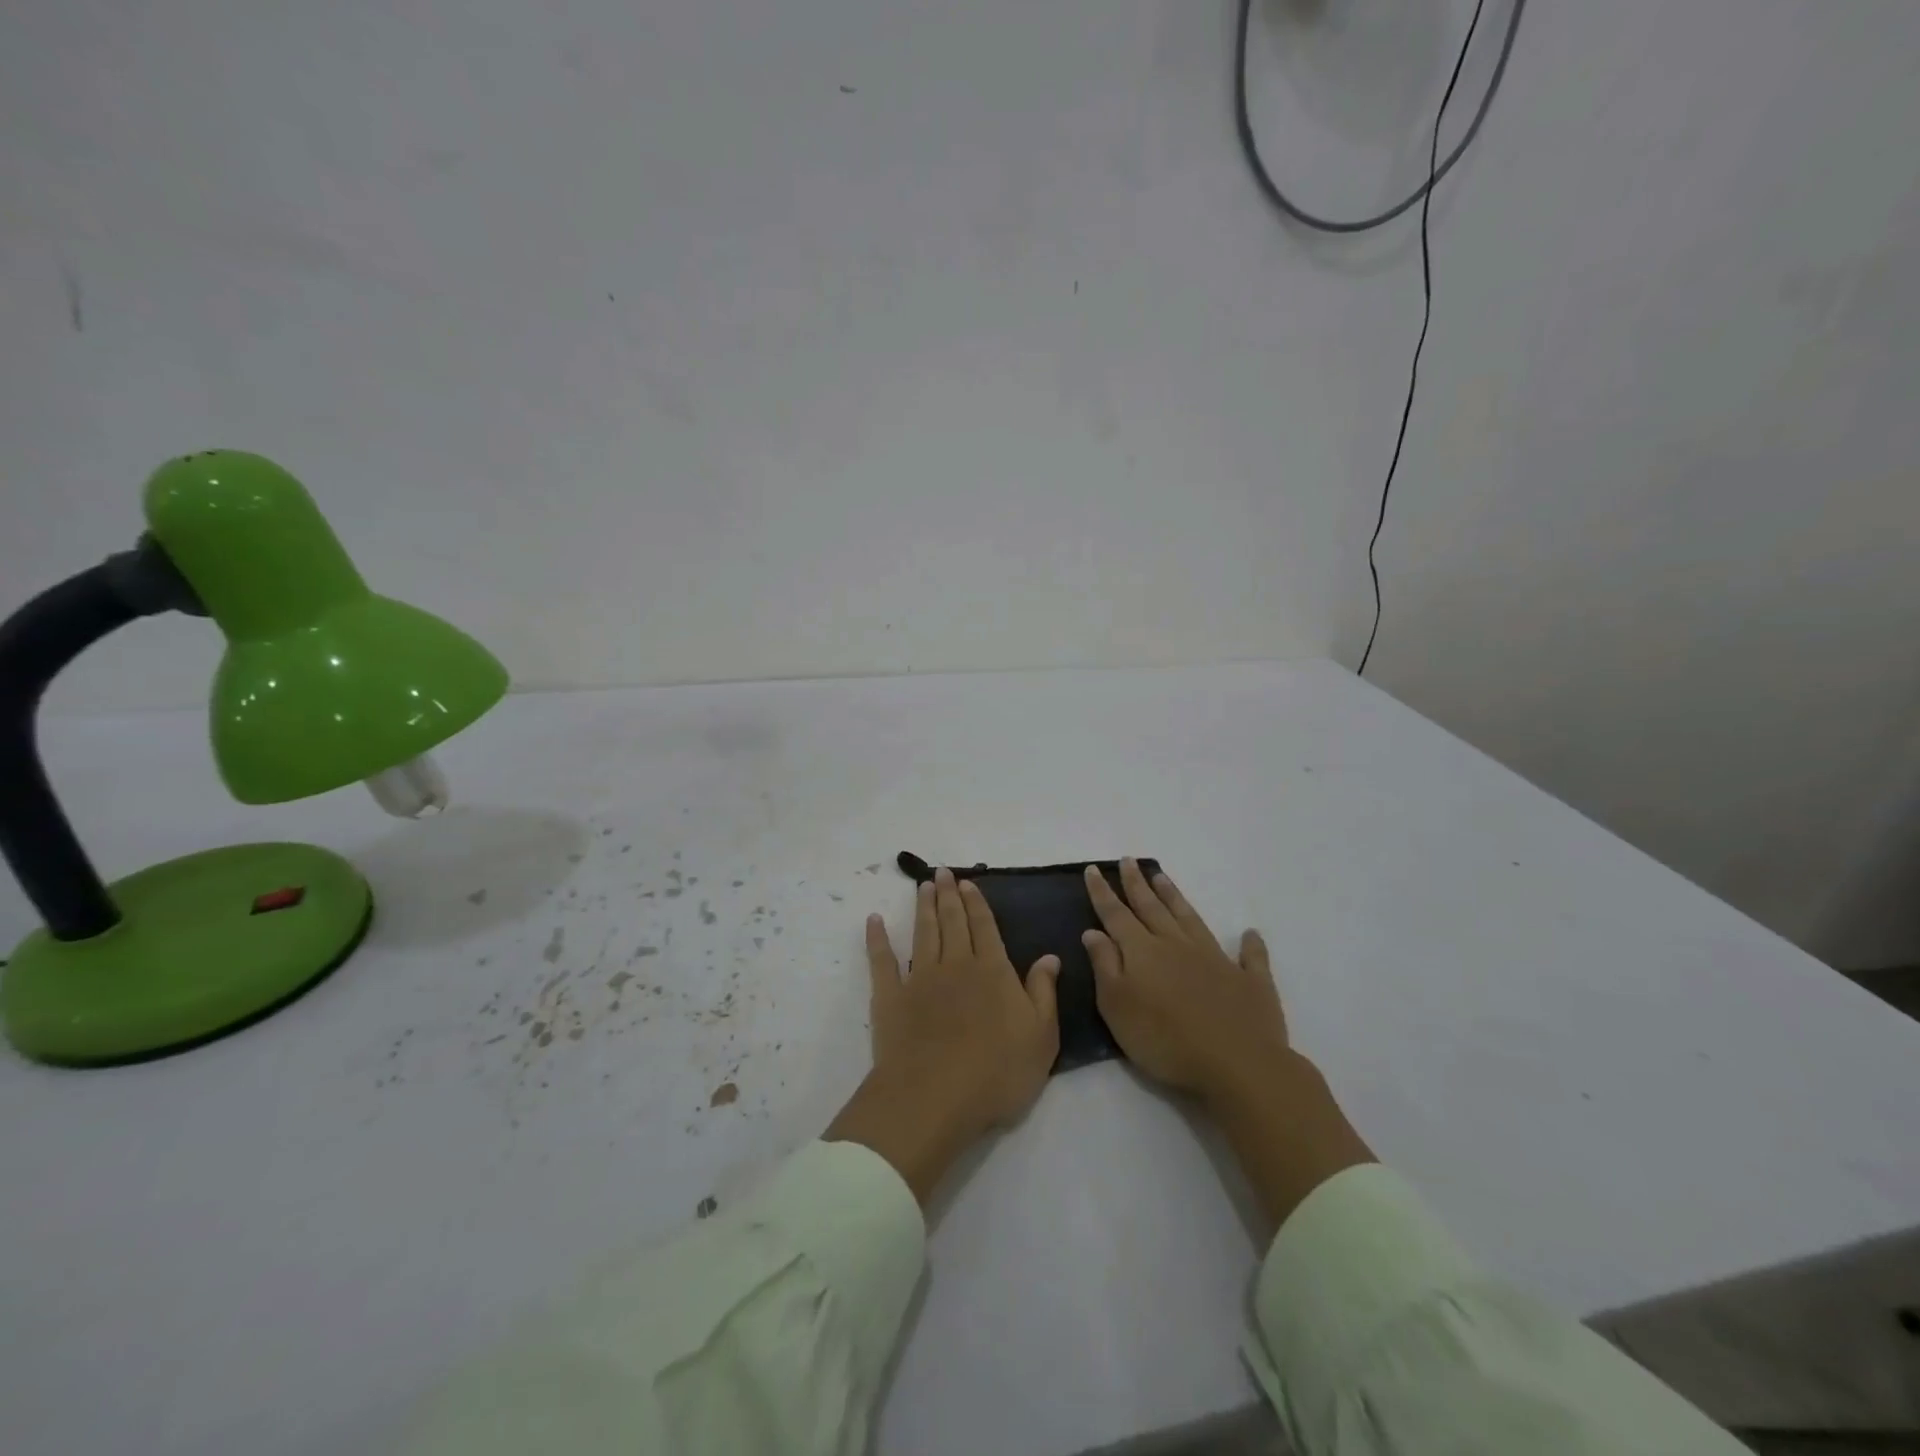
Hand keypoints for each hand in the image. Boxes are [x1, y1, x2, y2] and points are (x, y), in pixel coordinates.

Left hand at [826, 867, 1060, 1205]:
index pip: (985, 927)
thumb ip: (1044, 992)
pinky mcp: (890, 997)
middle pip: (952, 921)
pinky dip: (877, 939)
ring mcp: (920, 978)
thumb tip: (1050, 956)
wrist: (935, 1097)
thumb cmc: (997, 1072)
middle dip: (948, 895)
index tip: (967, 882)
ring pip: (923, 933)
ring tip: (922, 886)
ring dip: (923, 907)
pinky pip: (882, 960)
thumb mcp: (1041, 1037)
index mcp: (992, 971)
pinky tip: (874, 921)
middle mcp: (956, 965)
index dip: (976, 903)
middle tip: (941, 872)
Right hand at [1084, 860, 1372, 1231]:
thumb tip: (1093, 932)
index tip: (1093, 868)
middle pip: (1152, 908)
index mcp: (1143, 952)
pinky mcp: (1249, 980)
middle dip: (1136, 884)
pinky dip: (1249, 944)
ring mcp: (1216, 958)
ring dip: (1174, 897)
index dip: (1102, 892)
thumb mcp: (1118, 1008)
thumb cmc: (1166, 1040)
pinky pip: (1250, 956)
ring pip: (1190, 918)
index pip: (1116, 915)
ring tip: (1162, 877)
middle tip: (1127, 861)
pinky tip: (1250, 933)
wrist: (1237, 1064)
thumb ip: (1105, 966)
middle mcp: (1177, 945)